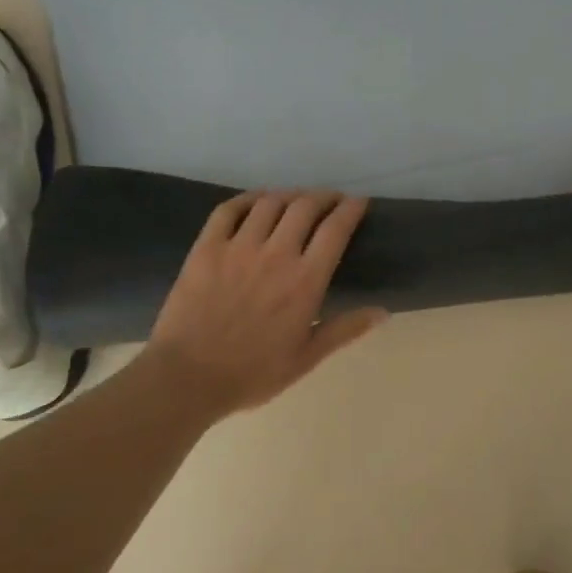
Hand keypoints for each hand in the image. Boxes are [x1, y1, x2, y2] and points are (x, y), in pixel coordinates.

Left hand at [145, 191, 386, 415]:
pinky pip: (229, 210)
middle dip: (323, 196)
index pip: (335, 229)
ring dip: (289, 195)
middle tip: (330, 200)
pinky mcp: (206, 248)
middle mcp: (276, 254)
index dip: (351, 209)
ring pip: (270, 203)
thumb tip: (383, 312)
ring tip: (296, 200)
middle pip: (305, 206)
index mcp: (305, 281)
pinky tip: (255, 201)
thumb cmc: (253, 373)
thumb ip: (344, 330)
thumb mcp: (306, 358)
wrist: (188, 377)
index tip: (358, 202)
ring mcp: (238, 247)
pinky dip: (247, 199)